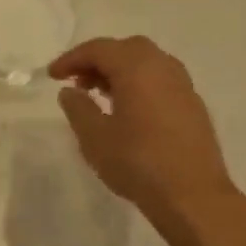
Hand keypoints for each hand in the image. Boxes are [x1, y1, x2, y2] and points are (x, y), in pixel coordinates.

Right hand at [49, 37, 235, 218]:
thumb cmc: (137, 163)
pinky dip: (139, 84)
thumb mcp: (94, 137)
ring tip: (100, 96)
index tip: (52, 76)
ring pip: (147, 63)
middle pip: (126, 49)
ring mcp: (183, 86)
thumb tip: (70, 91)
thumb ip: (78, 108)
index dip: (72, 59)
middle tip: (78, 82)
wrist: (192, 196)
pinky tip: (127, 110)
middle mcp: (163, 68)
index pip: (99, 49)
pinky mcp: (193, 106)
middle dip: (98, 60)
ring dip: (120, 71)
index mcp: (137, 69)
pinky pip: (160, 80)